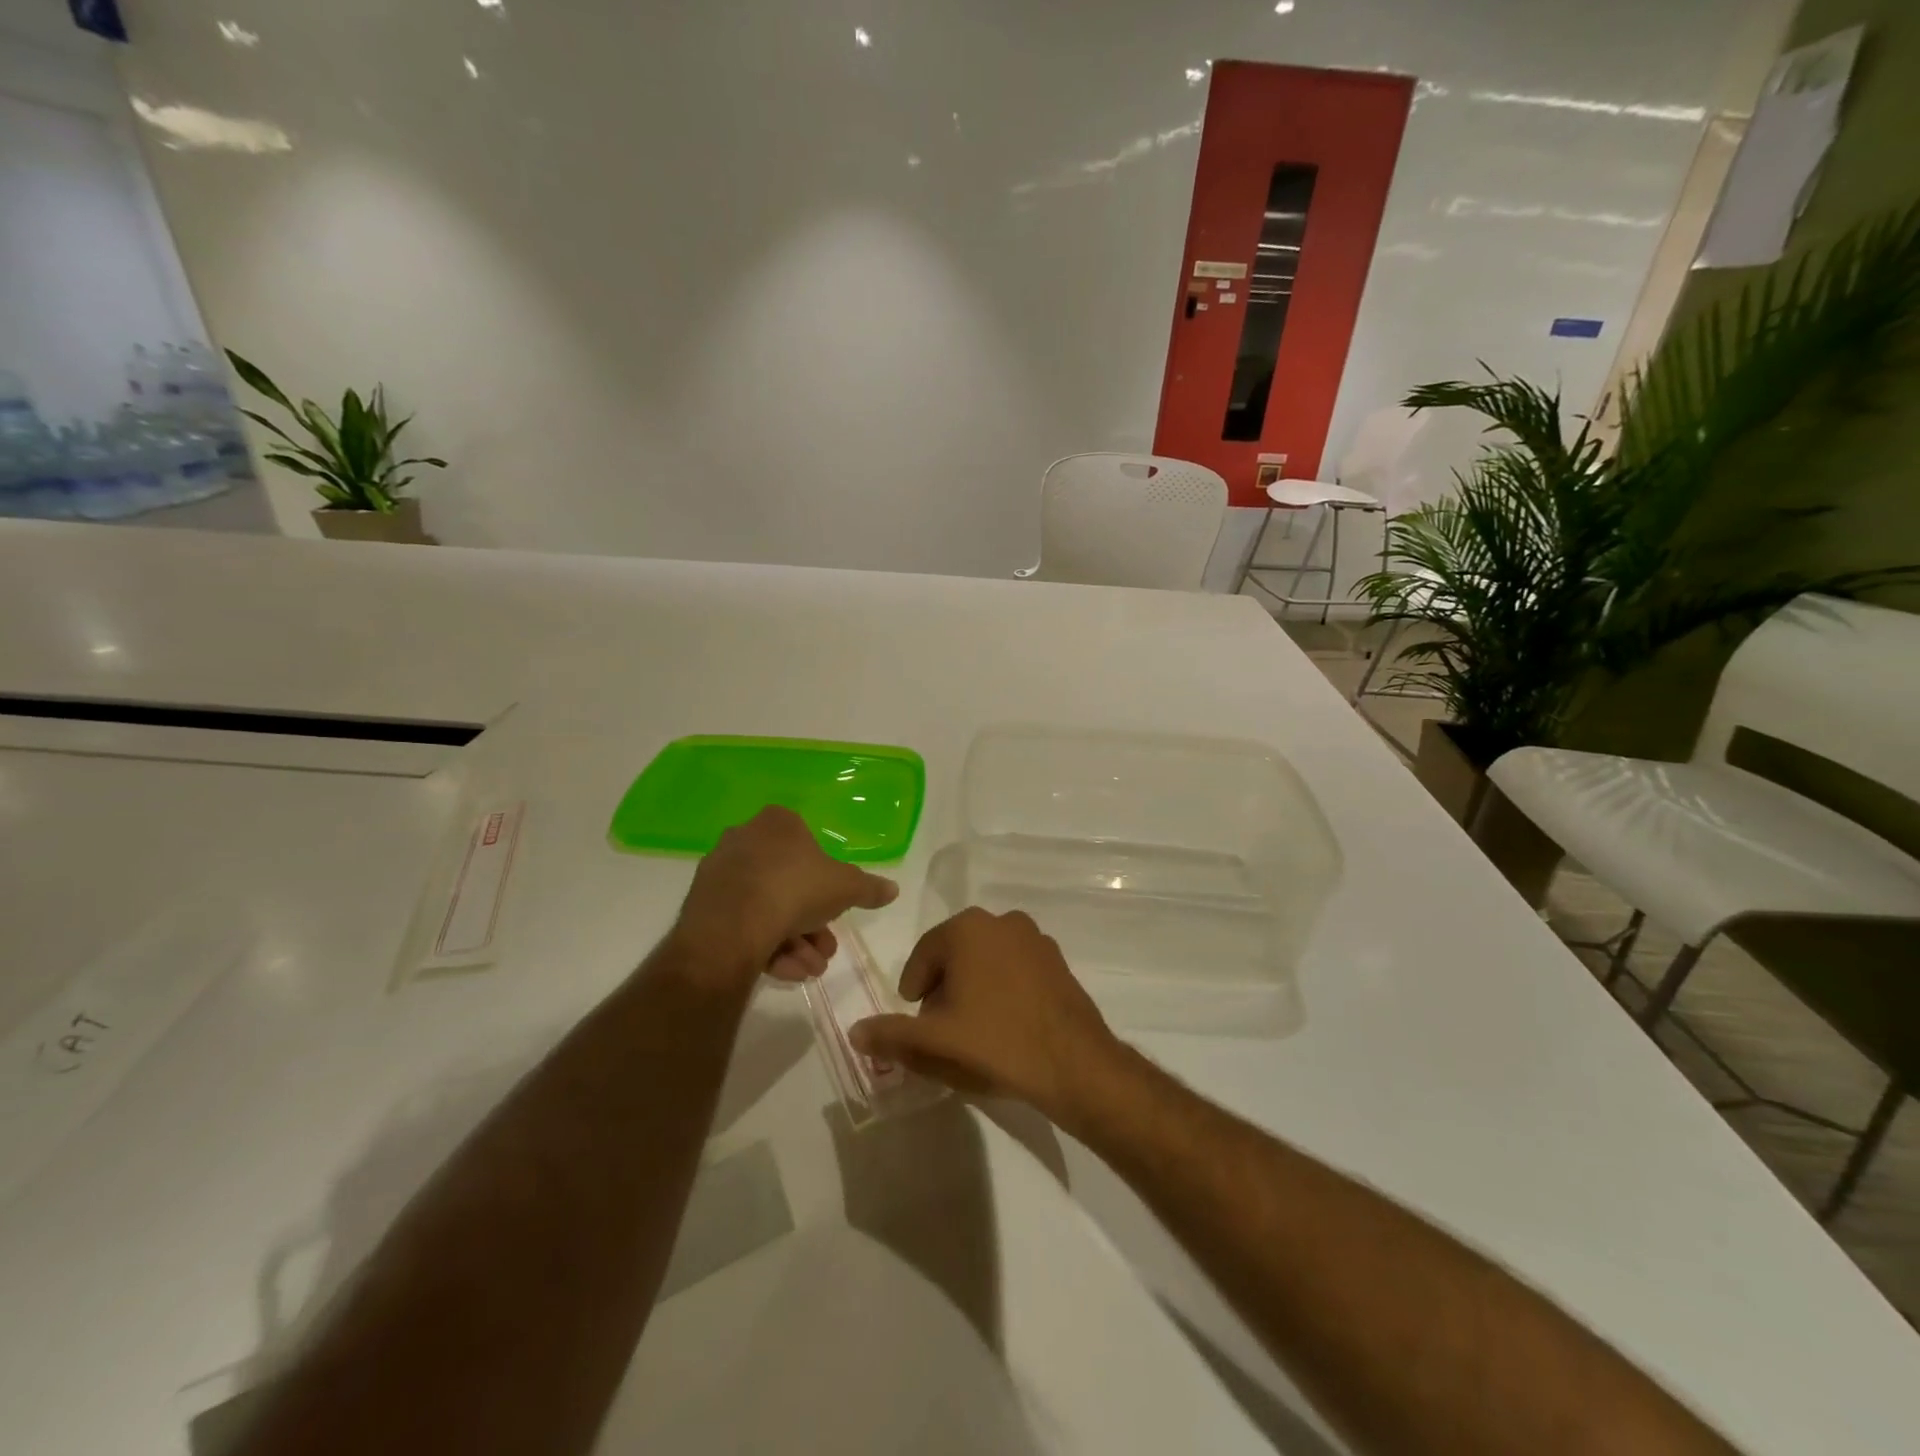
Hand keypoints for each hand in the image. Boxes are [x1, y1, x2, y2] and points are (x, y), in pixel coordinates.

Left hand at [671, 806, 897, 988]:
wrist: (732, 926)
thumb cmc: (795, 889)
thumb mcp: (846, 888)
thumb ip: (869, 888)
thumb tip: (893, 889)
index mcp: (778, 823)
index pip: (809, 846)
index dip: (827, 883)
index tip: (836, 911)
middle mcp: (745, 839)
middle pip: (789, 884)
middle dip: (812, 922)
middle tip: (825, 950)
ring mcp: (721, 872)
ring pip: (767, 907)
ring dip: (794, 941)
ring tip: (809, 970)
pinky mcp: (702, 905)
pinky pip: (743, 923)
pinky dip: (766, 946)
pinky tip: (784, 972)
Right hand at [850, 908, 1124, 1125]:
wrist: (1073, 1063)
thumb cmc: (996, 1042)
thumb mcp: (935, 1041)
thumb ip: (891, 1035)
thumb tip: (855, 1032)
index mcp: (968, 928)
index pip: (924, 954)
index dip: (914, 989)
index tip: (916, 1021)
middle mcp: (1002, 921)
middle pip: (956, 955)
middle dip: (944, 989)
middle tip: (942, 1029)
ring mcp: (1034, 938)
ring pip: (986, 961)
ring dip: (973, 988)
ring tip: (973, 1031)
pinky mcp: (1057, 960)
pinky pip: (1015, 970)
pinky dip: (1003, 990)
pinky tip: (1006, 1026)